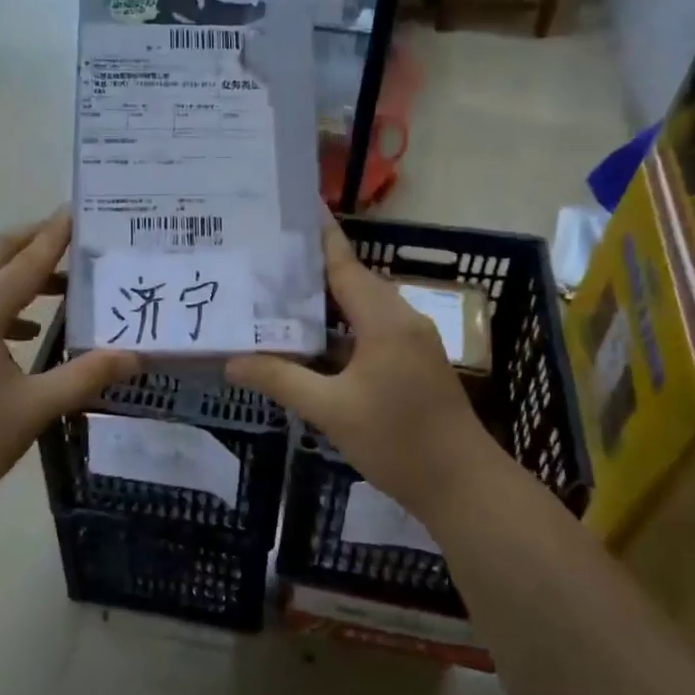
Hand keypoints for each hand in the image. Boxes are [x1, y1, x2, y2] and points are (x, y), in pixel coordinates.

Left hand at [0, 211, 136, 522]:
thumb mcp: (34, 408)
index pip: (27, 261)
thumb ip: (85, 376)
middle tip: (67, 237)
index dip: (55, 236)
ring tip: (54, 287)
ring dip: (11, 273)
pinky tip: (18, 332)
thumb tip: (134, 356)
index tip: (76, 210)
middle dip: (30, 241)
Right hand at [227, 222, 505, 516]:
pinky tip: (307, 342)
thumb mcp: (331, 410)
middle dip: (308, 272)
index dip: (318, 236)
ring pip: (361, 310)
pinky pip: (370, 332)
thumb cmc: (397, 441)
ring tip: (274, 297)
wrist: (462, 484)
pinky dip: (339, 331)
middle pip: (350, 282)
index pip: (344, 263)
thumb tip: (231, 361)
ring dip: (323, 305)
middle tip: (262, 261)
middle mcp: (401, 319)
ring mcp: (410, 342)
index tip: (291, 209)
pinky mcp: (412, 363)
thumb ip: (281, 380)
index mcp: (384, 319)